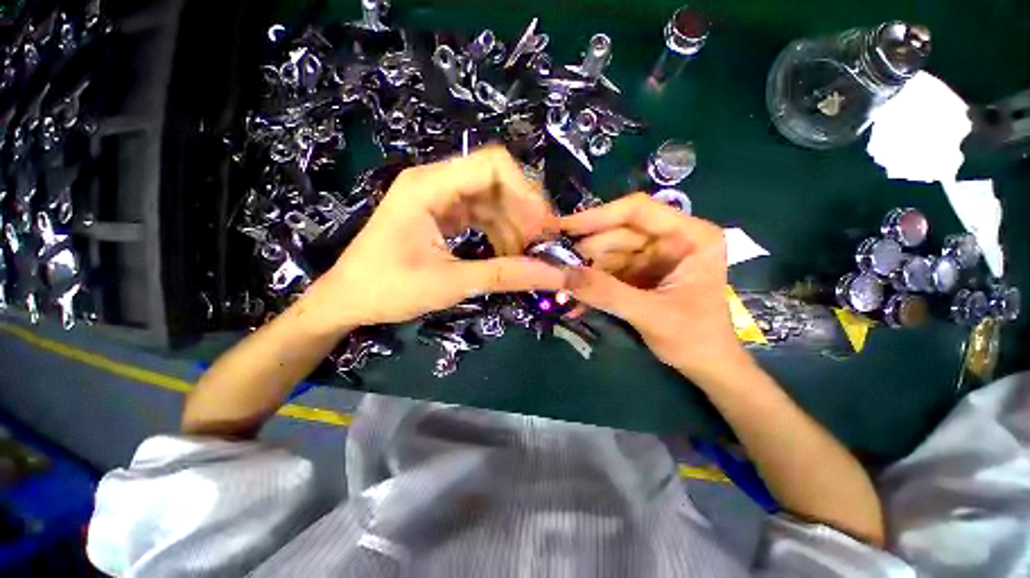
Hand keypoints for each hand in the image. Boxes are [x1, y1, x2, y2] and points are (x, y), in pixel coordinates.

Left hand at [299, 146, 566, 331]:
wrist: (346, 300)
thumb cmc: (387, 289)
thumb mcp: (450, 284)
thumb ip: (503, 276)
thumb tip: (553, 274)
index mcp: (429, 186)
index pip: (493, 165)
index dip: (526, 192)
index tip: (544, 228)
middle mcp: (435, 182)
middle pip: (496, 181)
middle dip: (524, 213)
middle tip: (540, 246)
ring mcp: (438, 198)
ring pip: (492, 200)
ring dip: (514, 226)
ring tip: (525, 257)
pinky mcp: (441, 215)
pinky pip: (481, 215)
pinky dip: (499, 233)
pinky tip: (507, 255)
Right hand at [561, 193, 749, 383]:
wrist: (706, 365)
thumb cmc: (695, 339)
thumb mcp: (651, 315)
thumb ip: (607, 293)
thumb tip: (562, 276)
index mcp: (690, 236)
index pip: (637, 211)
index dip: (597, 217)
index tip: (562, 228)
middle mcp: (670, 239)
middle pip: (617, 233)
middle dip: (585, 252)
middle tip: (554, 266)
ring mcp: (653, 256)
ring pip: (608, 252)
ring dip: (584, 270)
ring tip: (560, 287)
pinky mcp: (640, 273)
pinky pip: (608, 270)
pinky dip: (591, 282)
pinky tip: (574, 297)